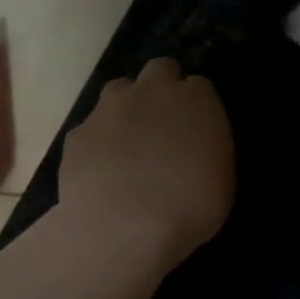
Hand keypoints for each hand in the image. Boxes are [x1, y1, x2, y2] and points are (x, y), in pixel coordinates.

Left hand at [59, 58, 234, 264]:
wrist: (123, 229)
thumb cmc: (189, 207)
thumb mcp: (221, 177)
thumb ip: (207, 146)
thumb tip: (194, 144)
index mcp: (197, 99)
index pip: (199, 85)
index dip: (196, 105)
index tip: (196, 128)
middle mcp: (153, 91)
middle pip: (160, 70)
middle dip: (162, 87)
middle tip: (164, 123)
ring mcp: (110, 108)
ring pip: (119, 89)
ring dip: (127, 106)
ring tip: (130, 142)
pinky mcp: (78, 133)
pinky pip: (91, 127)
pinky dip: (98, 141)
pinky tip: (101, 169)